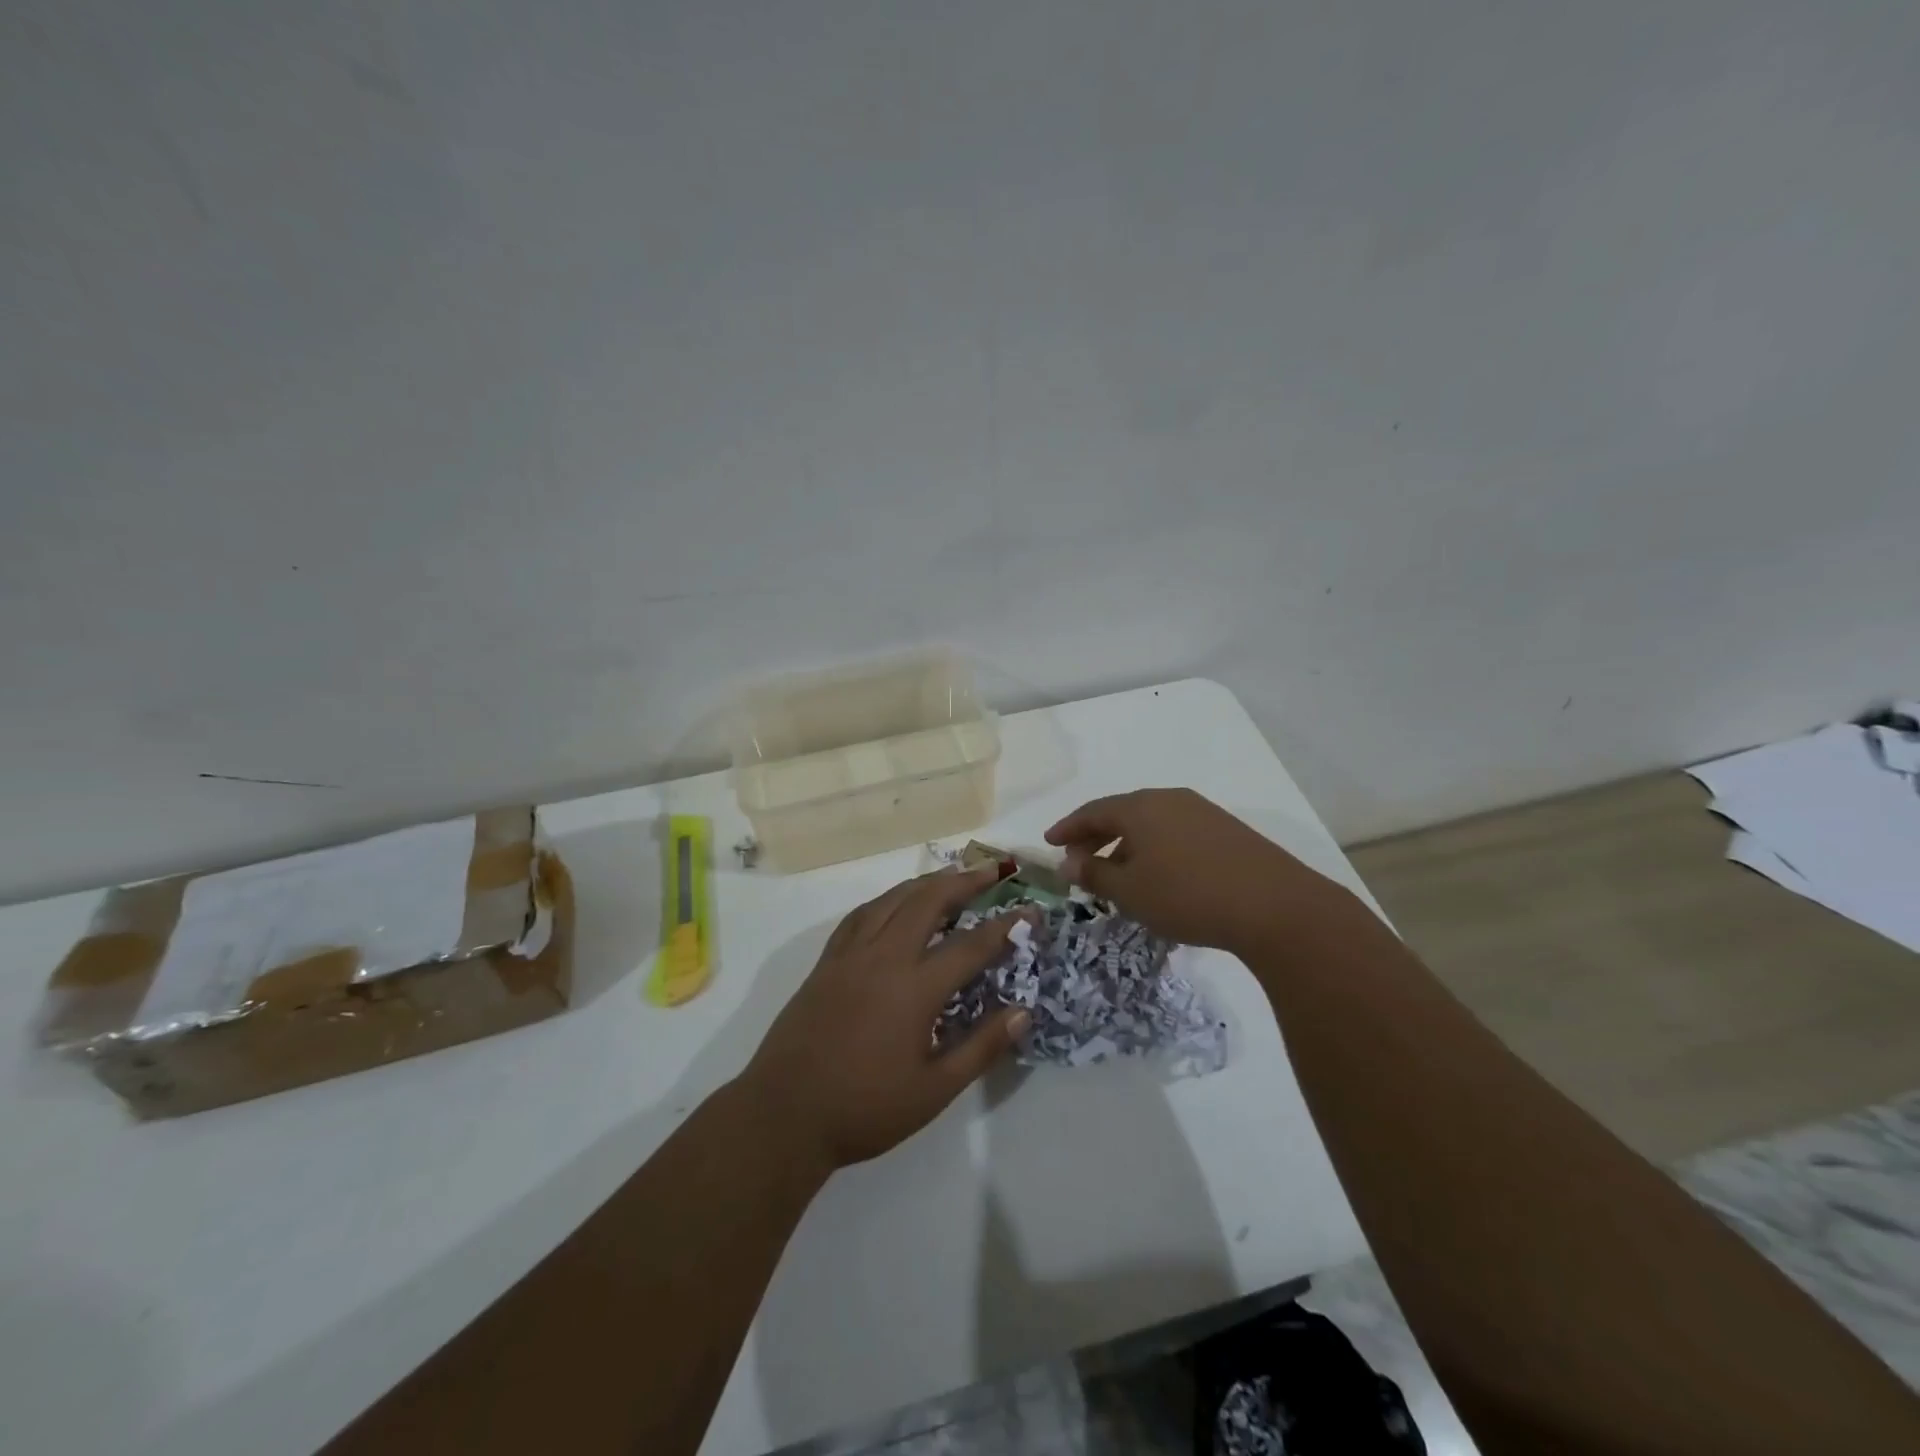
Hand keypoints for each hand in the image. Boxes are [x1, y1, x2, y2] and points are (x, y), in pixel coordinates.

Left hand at [738, 866, 1031, 1171]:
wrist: (783, 1114)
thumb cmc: (864, 1108)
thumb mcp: (934, 1090)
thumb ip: (981, 1047)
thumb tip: (1023, 1012)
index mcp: (915, 988)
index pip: (971, 945)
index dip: (1005, 926)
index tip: (1030, 910)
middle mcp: (884, 957)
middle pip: (929, 900)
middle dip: (965, 880)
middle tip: (993, 870)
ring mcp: (850, 954)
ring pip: (893, 899)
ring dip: (927, 882)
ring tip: (952, 878)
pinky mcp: (827, 961)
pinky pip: (862, 914)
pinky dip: (888, 900)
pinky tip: (896, 904)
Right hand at [1044, 788, 1350, 952]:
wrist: (1275, 907)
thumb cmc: (1187, 896)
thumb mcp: (1130, 891)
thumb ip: (1094, 875)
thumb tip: (1067, 862)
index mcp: (1140, 807)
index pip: (1092, 811)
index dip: (1067, 828)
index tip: (1049, 843)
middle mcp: (1170, 800)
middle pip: (1122, 813)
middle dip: (1096, 836)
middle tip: (1078, 859)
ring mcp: (1203, 812)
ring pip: (1151, 824)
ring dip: (1127, 844)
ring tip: (1118, 873)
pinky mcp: (1227, 831)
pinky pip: (1176, 833)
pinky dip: (1156, 849)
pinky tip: (1159, 876)